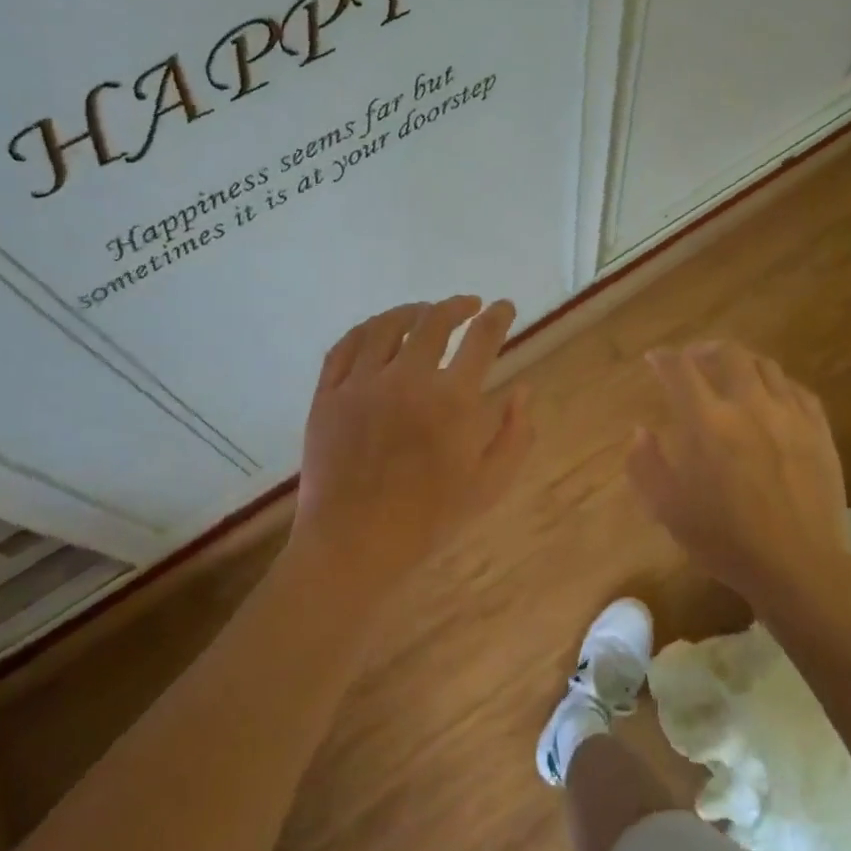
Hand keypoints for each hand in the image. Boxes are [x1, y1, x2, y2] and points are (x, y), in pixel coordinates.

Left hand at [293, 296, 532, 595]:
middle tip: (469, 306)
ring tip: (425, 312)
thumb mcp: (489, 484)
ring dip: (412, 311)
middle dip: (458, 306)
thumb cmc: (428, 519)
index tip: (504, 307)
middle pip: (434, 320)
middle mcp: (407, 379)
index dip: (499, 316)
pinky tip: (378, 330)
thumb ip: (515, 434)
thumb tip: (523, 389)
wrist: (353, 544)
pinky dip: (367, 329)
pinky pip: (345, 345)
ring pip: (387, 325)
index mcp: (451, 400)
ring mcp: (361, 383)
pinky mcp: (327, 394)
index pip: (482, 338)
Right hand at [627, 342, 850, 609]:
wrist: (800, 566)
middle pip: (728, 354)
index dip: (663, 358)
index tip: (654, 359)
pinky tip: (771, 397)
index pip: (680, 369)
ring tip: (731, 374)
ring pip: (765, 365)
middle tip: (693, 360)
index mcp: (707, 421)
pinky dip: (776, 384)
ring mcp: (789, 414)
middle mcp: (748, 404)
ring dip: (741, 362)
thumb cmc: (726, 540)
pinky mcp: (819, 429)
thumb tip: (641, 431)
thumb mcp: (668, 509)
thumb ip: (646, 465)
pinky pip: (797, 389)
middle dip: (704, 350)